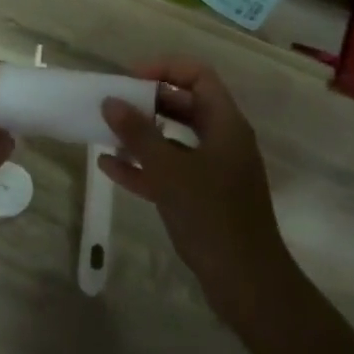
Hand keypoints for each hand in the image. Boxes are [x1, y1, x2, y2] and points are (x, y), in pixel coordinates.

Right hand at [99, 59, 295, 333]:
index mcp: (226, 124)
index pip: (198, 76)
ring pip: (175, 139)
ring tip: (106, 133)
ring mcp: (214, 171)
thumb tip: (111, 101)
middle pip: (185, 105)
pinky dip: (144, 167)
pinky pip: (171, 171)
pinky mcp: (204, 198)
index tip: (130, 78)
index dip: (164, 69)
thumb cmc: (212, 216)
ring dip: (143, 135)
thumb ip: (138, 134)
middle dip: (148, 102)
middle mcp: (223, 141)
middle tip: (114, 104)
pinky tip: (110, 168)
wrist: (247, 284)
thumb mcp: (169, 170)